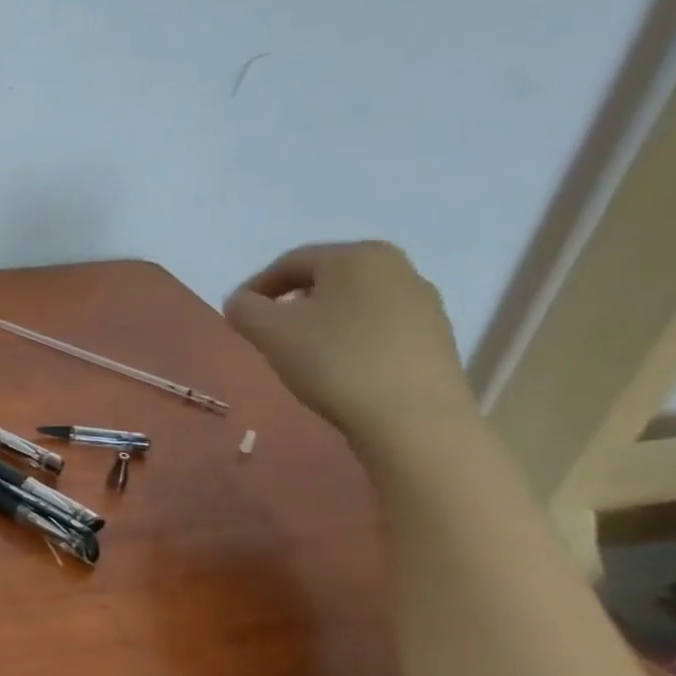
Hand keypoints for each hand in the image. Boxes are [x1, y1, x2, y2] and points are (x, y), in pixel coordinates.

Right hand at [224, 240, 475, 444]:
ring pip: (352, 303)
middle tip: (267, 332)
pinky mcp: (437, 337)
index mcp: (357, 256)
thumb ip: (243, 308)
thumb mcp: (268, 331)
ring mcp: (423, 303)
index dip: (255, 287)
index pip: (289, 263)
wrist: (415, 420)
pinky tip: (339, 367)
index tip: (237, 315)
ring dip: (320, 322)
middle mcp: (397, 268)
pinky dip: (350, 339)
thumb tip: (243, 303)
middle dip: (290, 303)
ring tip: (302, 353)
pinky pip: (378, 327)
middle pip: (324, 280)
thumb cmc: (335, 361)